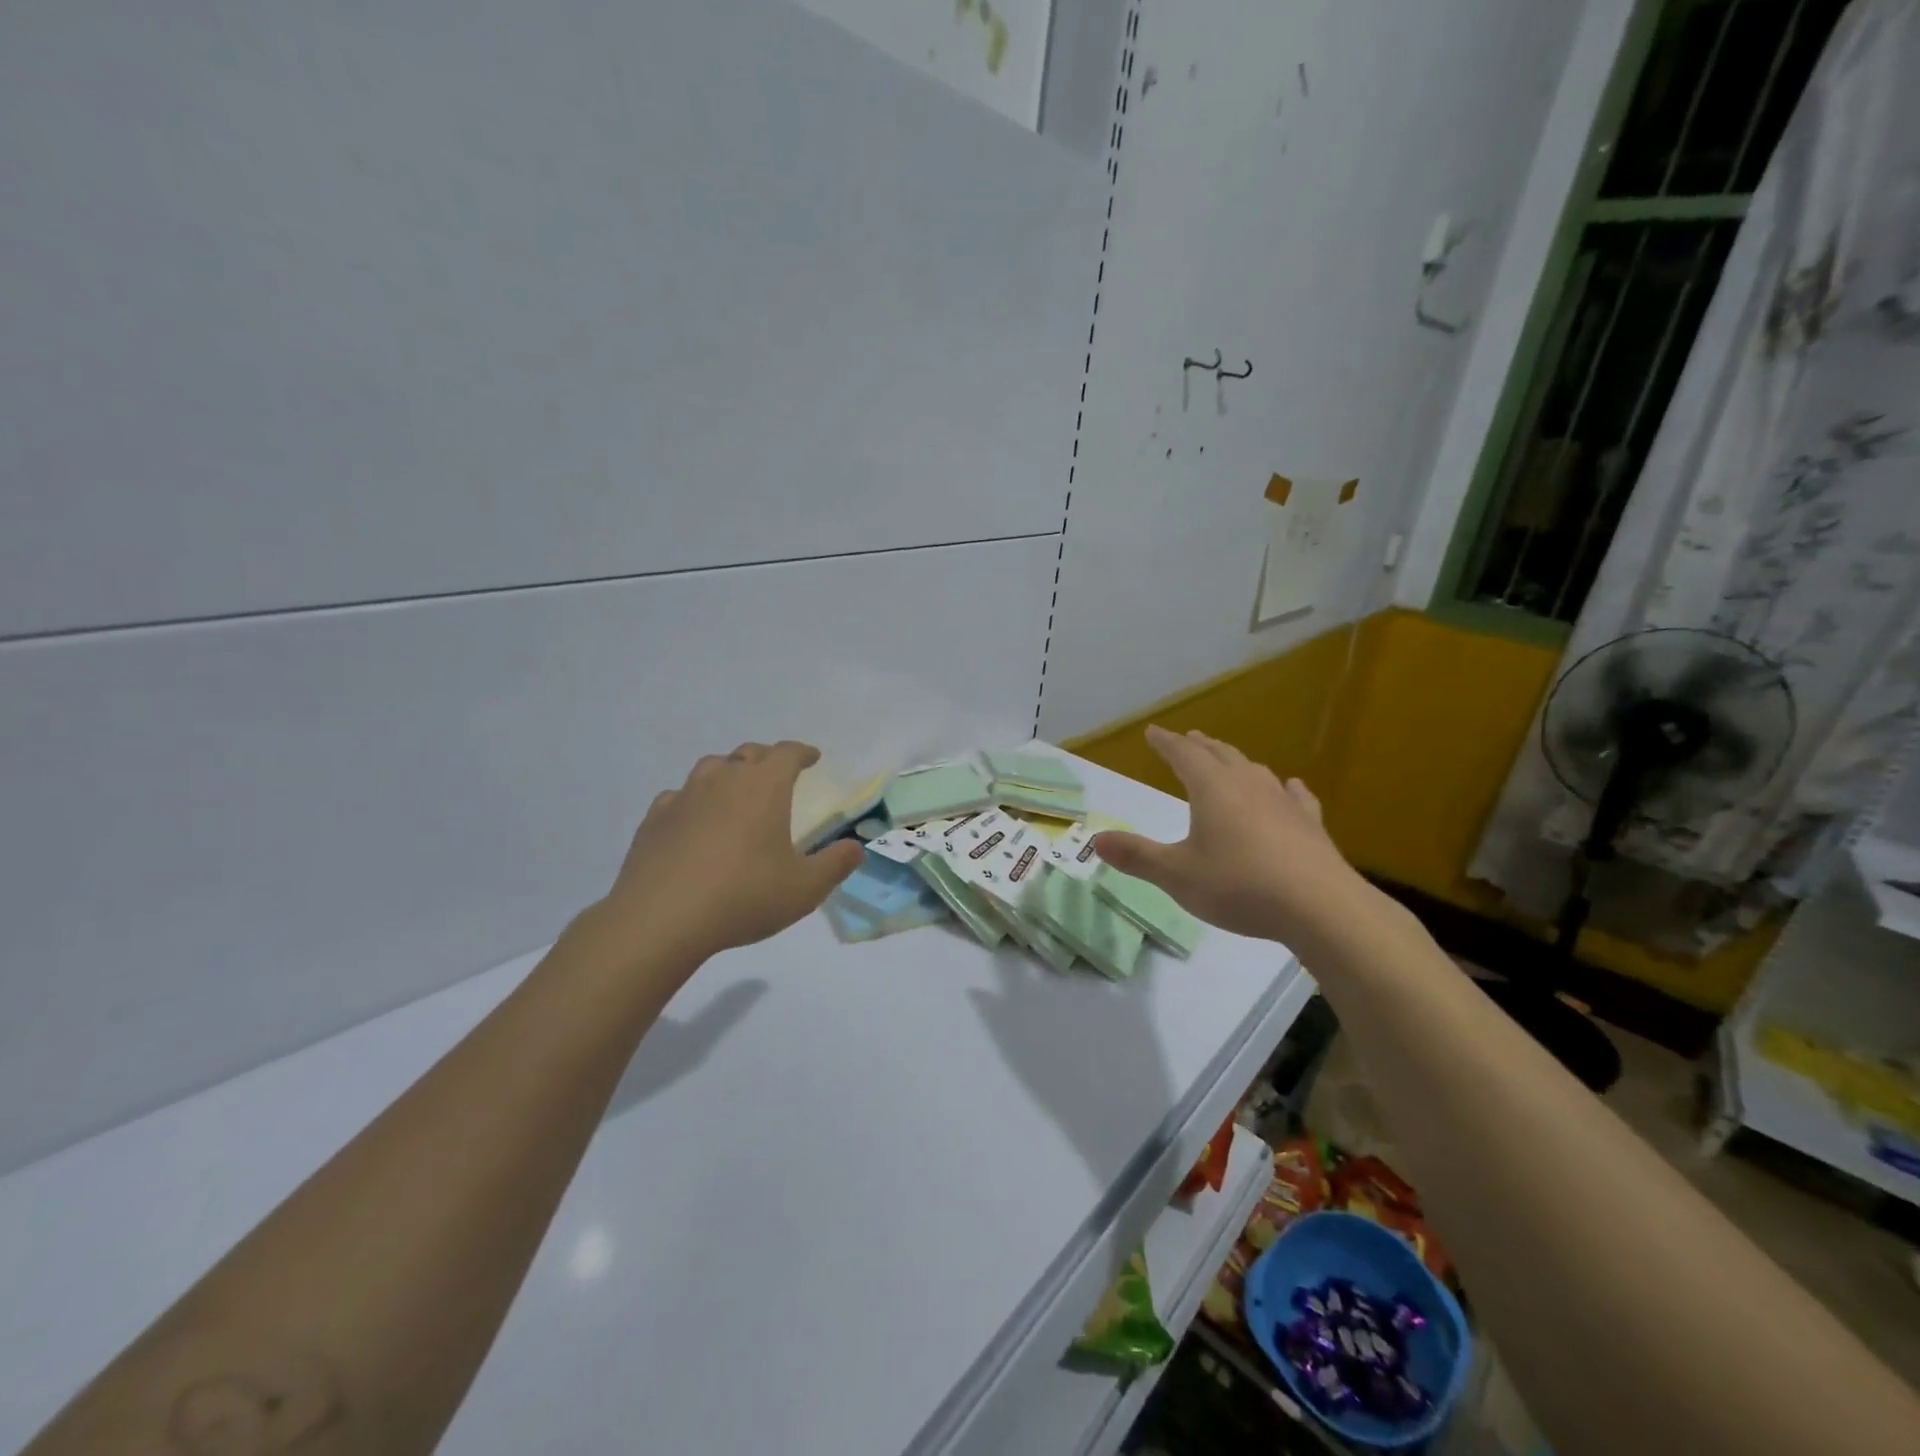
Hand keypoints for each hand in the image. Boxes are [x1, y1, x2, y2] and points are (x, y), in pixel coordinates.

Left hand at [593, 741, 863, 970]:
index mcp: (764, 787)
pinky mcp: (655, 819)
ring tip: (735, 791)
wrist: (661, 919)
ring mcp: (684, 797)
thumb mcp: (804, 889)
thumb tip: (856, 847)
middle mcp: (723, 780)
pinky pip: (679, 796)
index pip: (787, 753)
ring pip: (710, 768)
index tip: (812, 757)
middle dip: (766, 758)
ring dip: (728, 773)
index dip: (802, 752)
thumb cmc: (743, 897)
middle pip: (748, 754)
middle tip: (777, 773)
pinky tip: (694, 820)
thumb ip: (835, 865)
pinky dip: (693, 800)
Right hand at [1091, 725, 1365, 944]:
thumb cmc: (1239, 886)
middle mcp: (1247, 785)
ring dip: (1236, 761)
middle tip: (1187, 738)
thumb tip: (1096, 840)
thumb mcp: (1176, 875)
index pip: (1183, 754)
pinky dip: (1284, 788)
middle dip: (1199, 746)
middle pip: (1220, 754)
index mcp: (1211, 789)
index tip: (1153, 732)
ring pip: (1255, 770)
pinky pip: (1295, 796)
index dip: (1166, 742)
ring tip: (1228, 759)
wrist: (1319, 907)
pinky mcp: (1310, 824)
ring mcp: (1283, 802)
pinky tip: (1290, 788)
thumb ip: (1137, 856)